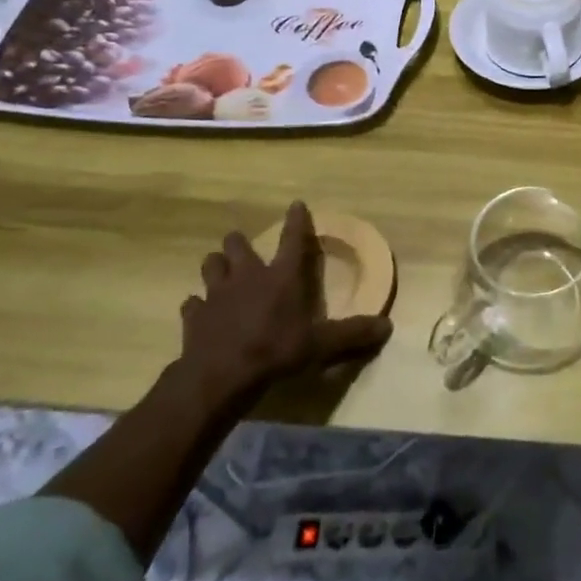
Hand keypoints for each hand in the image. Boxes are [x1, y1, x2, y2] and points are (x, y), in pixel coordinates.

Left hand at [178, 202, 392, 408]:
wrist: (221, 376)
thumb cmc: (276, 351)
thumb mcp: (322, 345)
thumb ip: (353, 334)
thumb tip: (388, 327)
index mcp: (282, 276)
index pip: (292, 239)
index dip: (296, 221)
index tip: (295, 204)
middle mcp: (248, 276)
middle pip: (238, 245)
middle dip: (240, 243)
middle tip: (245, 249)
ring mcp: (217, 294)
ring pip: (211, 265)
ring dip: (217, 267)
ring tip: (221, 272)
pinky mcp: (194, 316)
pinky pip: (192, 303)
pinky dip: (197, 305)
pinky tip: (200, 311)